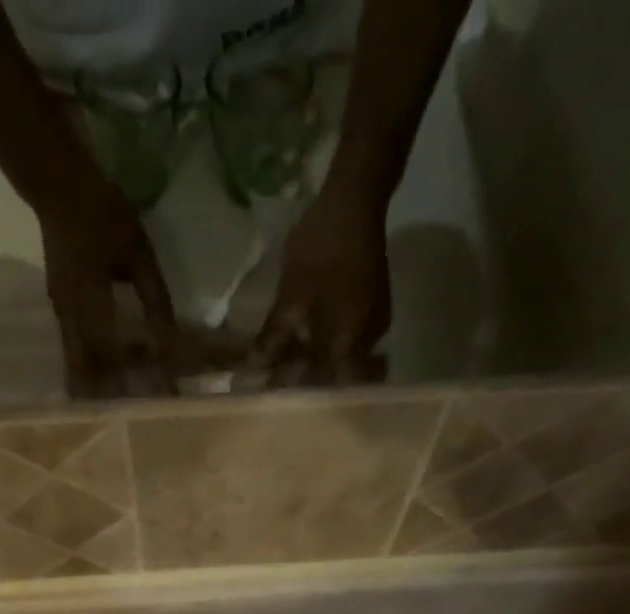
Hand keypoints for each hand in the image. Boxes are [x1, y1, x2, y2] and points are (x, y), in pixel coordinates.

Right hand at [37, 171, 178, 398]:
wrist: (55, 185)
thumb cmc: (101, 212)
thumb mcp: (137, 252)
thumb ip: (153, 298)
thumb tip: (168, 339)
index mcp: (91, 303)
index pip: (115, 355)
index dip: (137, 379)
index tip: (158, 396)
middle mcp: (71, 317)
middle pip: (89, 372)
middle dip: (110, 396)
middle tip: (134, 414)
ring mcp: (61, 315)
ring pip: (78, 364)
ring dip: (99, 385)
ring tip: (121, 402)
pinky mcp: (60, 310)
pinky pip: (75, 350)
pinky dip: (91, 367)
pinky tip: (108, 374)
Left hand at [256, 182, 392, 386]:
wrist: (355, 197)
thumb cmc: (322, 248)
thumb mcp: (291, 295)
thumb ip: (275, 336)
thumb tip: (255, 367)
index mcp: (350, 343)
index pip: (326, 387)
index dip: (301, 396)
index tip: (276, 401)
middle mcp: (368, 341)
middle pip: (335, 376)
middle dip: (308, 383)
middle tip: (278, 386)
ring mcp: (373, 324)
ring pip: (341, 357)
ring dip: (315, 365)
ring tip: (285, 368)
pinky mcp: (371, 307)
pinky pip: (346, 339)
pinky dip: (325, 346)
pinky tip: (304, 343)